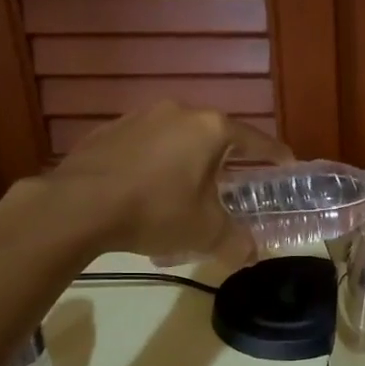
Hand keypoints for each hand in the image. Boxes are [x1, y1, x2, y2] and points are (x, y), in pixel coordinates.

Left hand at [43, 104, 289, 263]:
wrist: (78, 205)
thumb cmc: (155, 210)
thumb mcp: (204, 231)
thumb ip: (235, 241)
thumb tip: (252, 253)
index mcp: (211, 129)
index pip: (255, 140)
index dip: (274, 155)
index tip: (286, 164)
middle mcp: (180, 112)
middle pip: (215, 135)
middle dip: (226, 159)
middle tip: (231, 184)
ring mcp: (142, 116)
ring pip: (178, 137)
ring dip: (188, 159)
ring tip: (187, 188)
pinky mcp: (110, 128)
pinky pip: (147, 144)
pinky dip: (156, 161)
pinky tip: (148, 187)